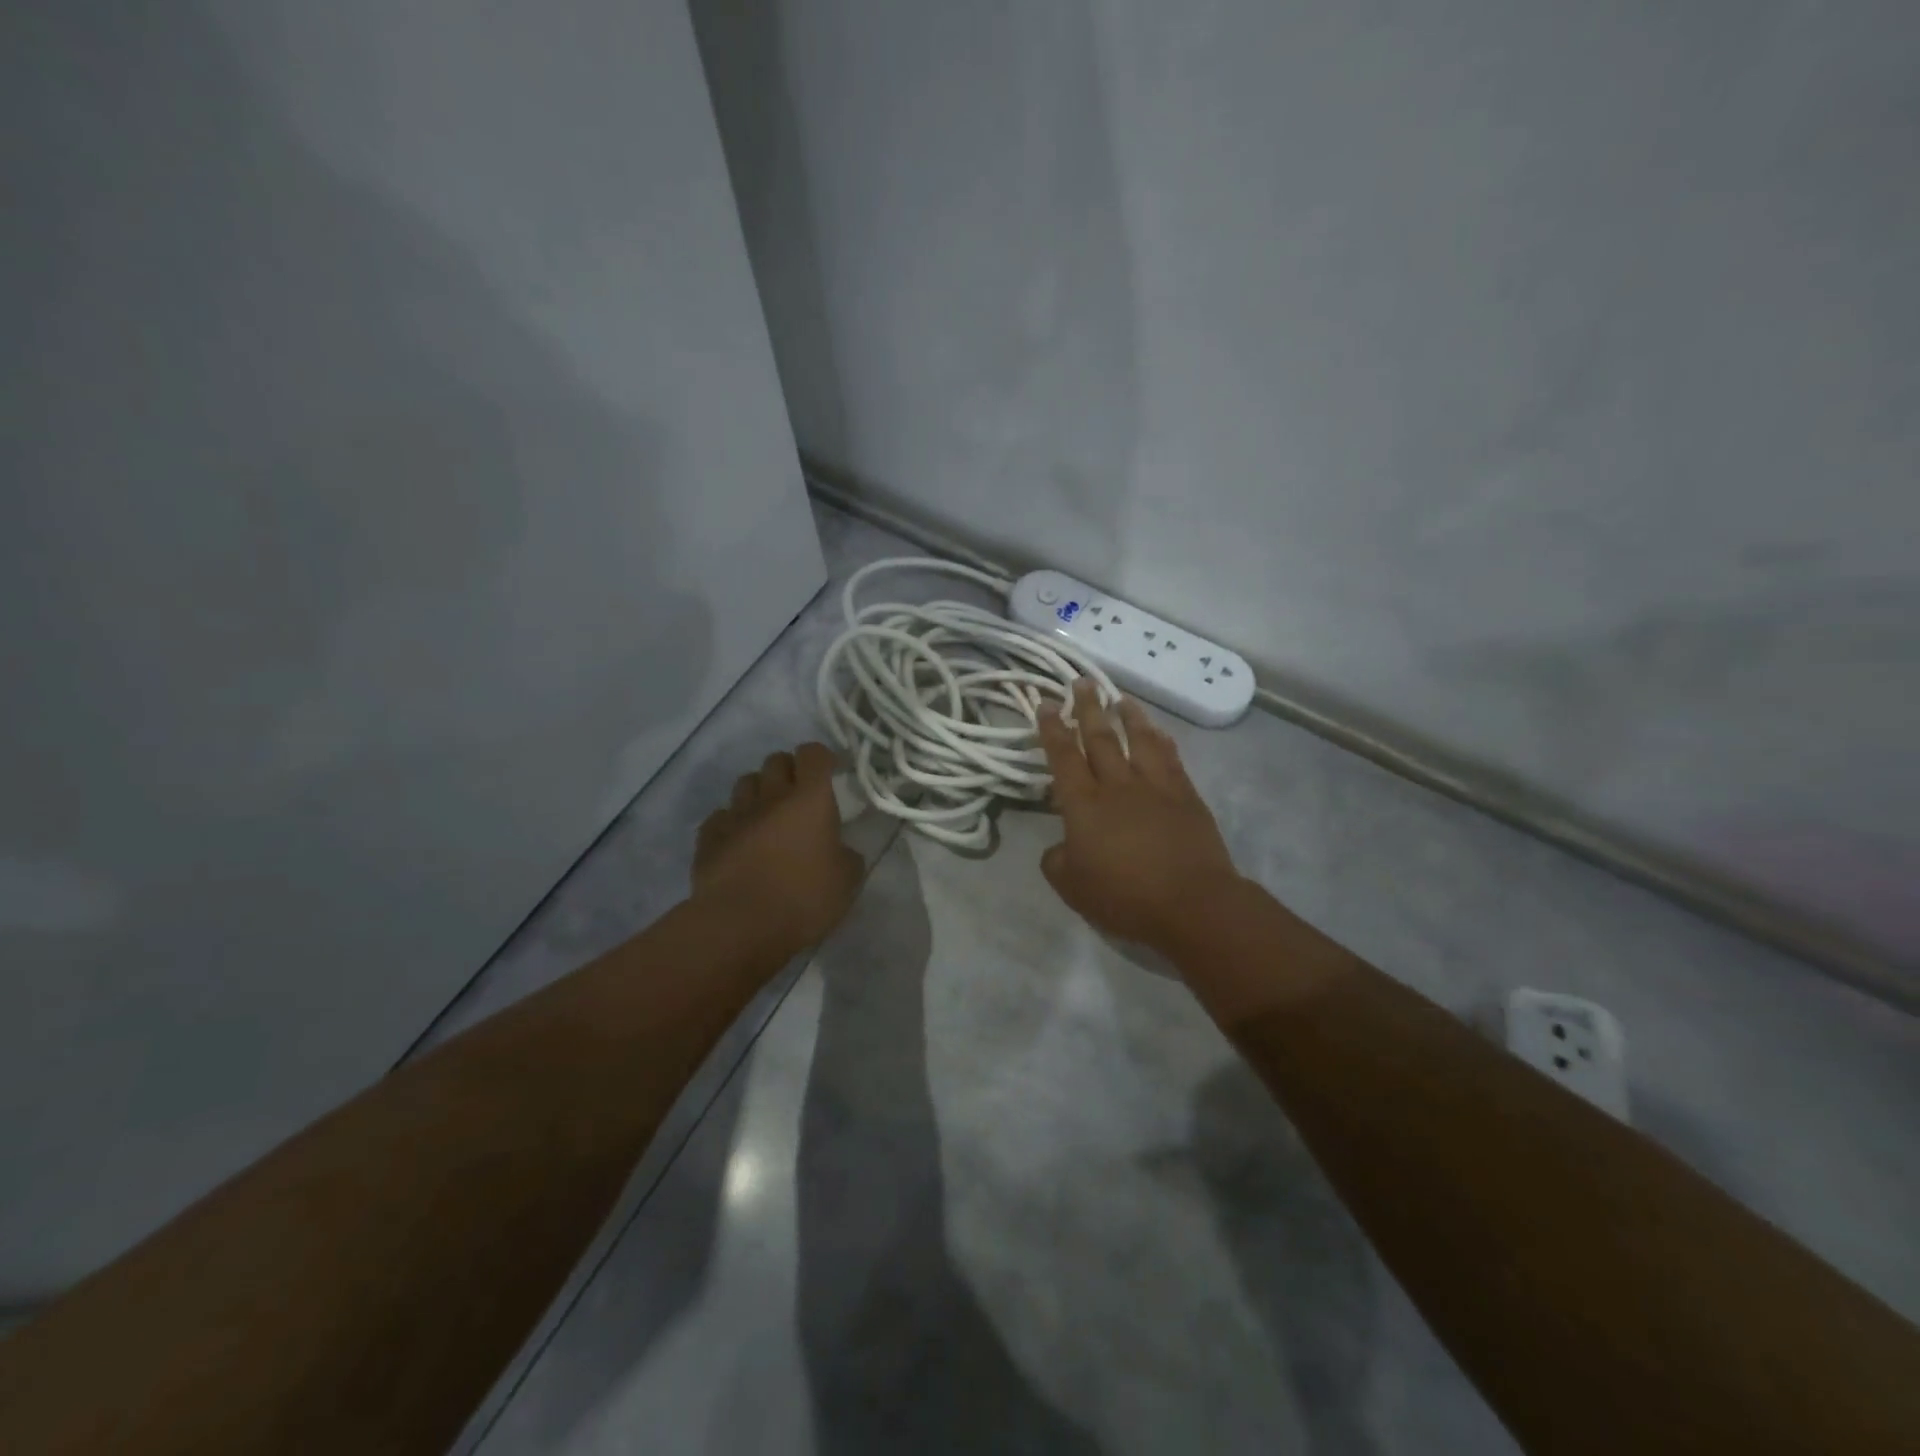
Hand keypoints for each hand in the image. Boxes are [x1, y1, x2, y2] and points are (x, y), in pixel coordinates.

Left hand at [693, 742, 863, 951]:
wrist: (739, 925)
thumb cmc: (803, 898)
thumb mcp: (846, 881)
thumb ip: (847, 856)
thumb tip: (840, 850)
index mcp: (810, 800)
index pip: (813, 754)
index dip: (822, 758)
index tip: (831, 772)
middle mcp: (771, 797)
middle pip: (776, 761)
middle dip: (789, 770)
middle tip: (800, 795)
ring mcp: (735, 815)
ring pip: (745, 783)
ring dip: (759, 792)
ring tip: (768, 816)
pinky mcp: (708, 838)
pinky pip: (721, 817)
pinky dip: (732, 823)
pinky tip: (739, 842)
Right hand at [1037, 681, 1243, 953]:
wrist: (1192, 903)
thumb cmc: (1124, 898)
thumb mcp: (1072, 887)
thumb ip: (1057, 860)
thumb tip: (1060, 845)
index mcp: (1084, 805)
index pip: (1063, 757)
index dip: (1052, 729)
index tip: (1047, 704)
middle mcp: (1117, 785)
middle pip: (1100, 738)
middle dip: (1088, 708)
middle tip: (1083, 682)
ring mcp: (1155, 787)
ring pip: (1139, 739)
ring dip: (1128, 716)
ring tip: (1120, 697)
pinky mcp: (1185, 795)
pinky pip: (1170, 757)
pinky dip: (1161, 739)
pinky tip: (1158, 731)